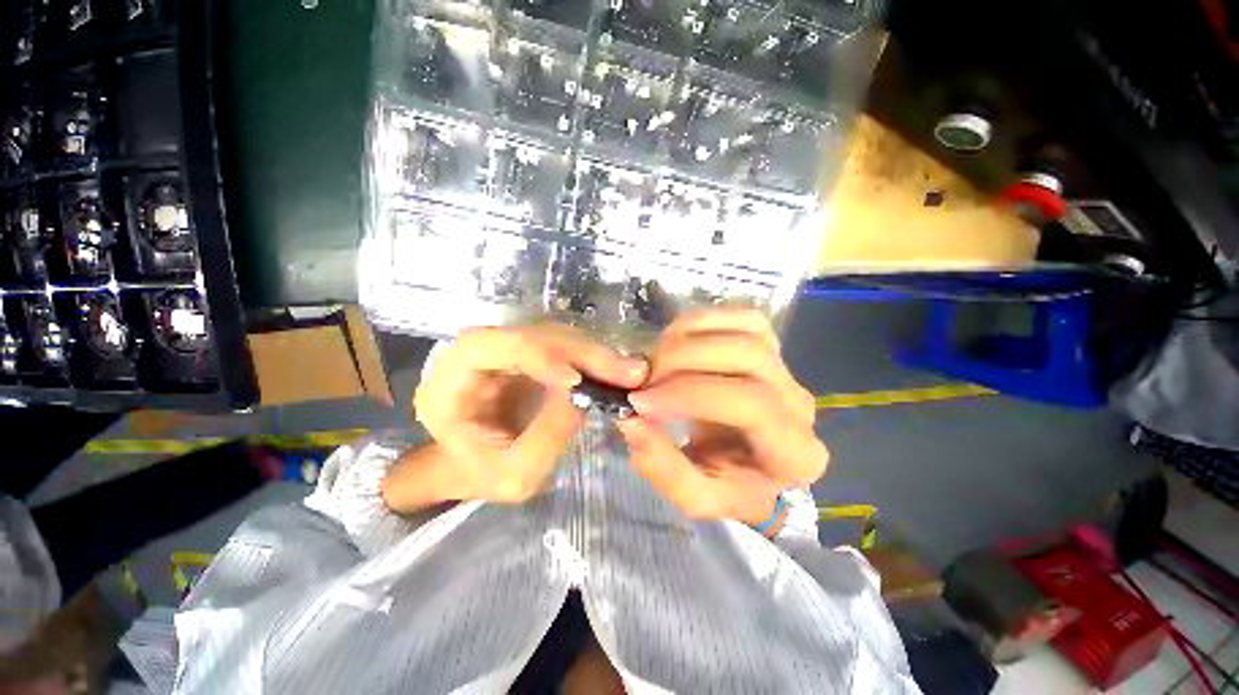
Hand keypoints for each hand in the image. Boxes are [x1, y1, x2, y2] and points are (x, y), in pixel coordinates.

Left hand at [383, 324, 647, 511]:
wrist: (477, 468)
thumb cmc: (483, 478)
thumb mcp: (514, 474)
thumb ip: (547, 435)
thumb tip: (586, 394)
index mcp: (448, 385)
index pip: (484, 347)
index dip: (533, 354)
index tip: (577, 380)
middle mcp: (474, 356)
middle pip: (529, 335)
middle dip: (581, 353)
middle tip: (627, 372)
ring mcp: (506, 350)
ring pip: (553, 336)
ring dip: (595, 353)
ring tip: (631, 373)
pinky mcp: (531, 354)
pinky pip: (565, 346)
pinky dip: (594, 358)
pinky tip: (618, 371)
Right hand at [616, 308, 826, 528]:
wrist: (754, 472)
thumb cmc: (729, 488)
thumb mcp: (694, 497)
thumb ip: (662, 467)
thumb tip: (630, 419)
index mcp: (793, 452)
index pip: (749, 403)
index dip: (689, 393)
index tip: (641, 401)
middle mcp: (799, 404)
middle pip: (748, 355)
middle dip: (684, 359)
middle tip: (644, 378)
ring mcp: (788, 370)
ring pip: (747, 330)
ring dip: (690, 336)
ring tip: (656, 359)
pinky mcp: (772, 348)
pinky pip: (745, 318)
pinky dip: (704, 320)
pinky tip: (677, 339)